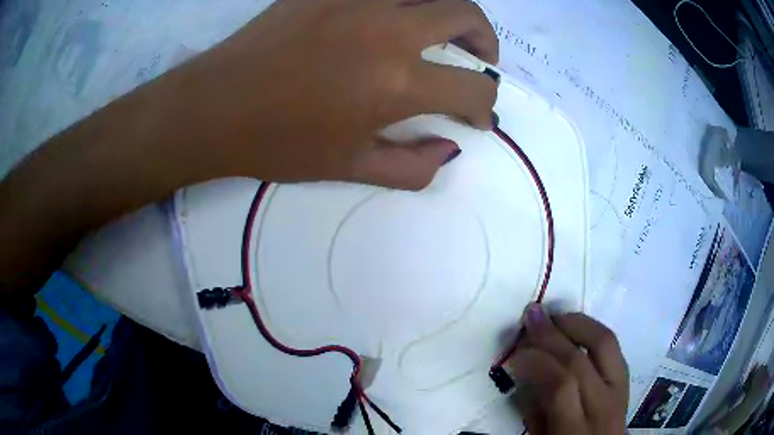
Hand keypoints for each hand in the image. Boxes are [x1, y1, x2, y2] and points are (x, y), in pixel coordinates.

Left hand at [156, 0, 498, 188]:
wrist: (216, 108)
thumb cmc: (278, 144)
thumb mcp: (349, 170)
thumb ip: (412, 168)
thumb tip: (449, 150)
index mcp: (395, 83)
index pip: (472, 89)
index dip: (485, 107)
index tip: (478, 118)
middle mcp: (386, 29)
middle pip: (465, 14)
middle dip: (486, 42)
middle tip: (480, 60)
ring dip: (450, 9)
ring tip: (446, 30)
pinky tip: (395, 15)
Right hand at [503, 304, 627, 433]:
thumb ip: (534, 412)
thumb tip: (525, 374)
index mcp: (576, 429)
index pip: (560, 384)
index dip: (536, 362)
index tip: (515, 353)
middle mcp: (604, 404)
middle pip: (581, 358)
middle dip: (553, 334)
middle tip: (531, 315)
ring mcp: (621, 388)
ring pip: (605, 342)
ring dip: (578, 323)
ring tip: (554, 317)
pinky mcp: (626, 379)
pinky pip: (613, 346)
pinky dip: (593, 331)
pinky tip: (576, 328)